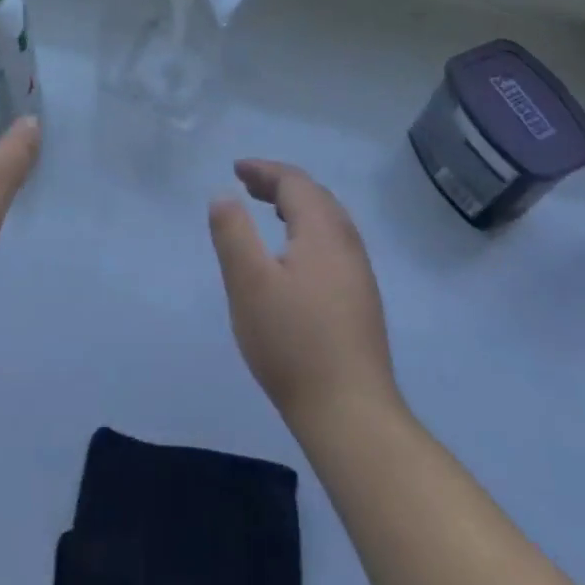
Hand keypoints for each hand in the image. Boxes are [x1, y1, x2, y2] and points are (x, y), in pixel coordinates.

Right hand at [209, 159, 397, 426]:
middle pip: (315, 196)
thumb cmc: (293, 343)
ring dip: (297, 206)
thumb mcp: (249, 283)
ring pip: (328, 220)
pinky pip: (333, 242)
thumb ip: (233, 233)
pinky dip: (308, 229)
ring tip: (269, 210)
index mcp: (322, 232)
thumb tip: (224, 195)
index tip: (236, 169)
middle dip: (280, 183)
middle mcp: (347, 244)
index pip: (295, 182)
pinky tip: (294, 256)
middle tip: (248, 186)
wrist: (351, 414)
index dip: (264, 170)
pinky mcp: (361, 300)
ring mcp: (359, 274)